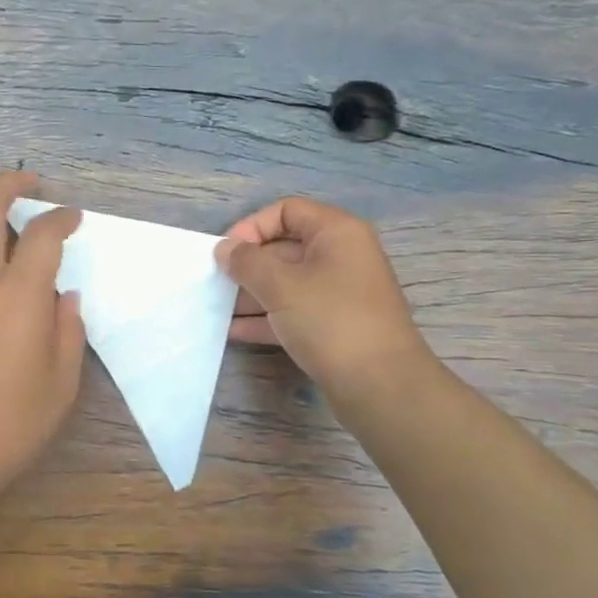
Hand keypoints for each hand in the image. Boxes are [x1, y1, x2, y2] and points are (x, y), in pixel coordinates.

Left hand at [0, 170, 85, 486]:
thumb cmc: (9, 424)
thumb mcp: (61, 384)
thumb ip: (67, 330)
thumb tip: (63, 297)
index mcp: (16, 296)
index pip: (41, 235)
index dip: (61, 218)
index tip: (73, 217)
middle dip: (9, 183)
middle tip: (31, 182)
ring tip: (1, 212)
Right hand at [215, 197, 432, 397]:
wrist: (381, 386)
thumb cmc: (330, 321)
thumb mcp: (280, 286)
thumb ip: (247, 262)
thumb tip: (225, 249)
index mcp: (336, 233)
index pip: (286, 210)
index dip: (252, 226)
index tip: (227, 253)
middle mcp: (342, 256)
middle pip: (284, 247)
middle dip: (248, 264)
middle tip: (216, 283)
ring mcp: (340, 292)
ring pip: (287, 282)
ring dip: (252, 293)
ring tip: (218, 308)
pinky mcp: (335, 325)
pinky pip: (295, 310)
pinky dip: (267, 317)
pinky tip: (235, 331)